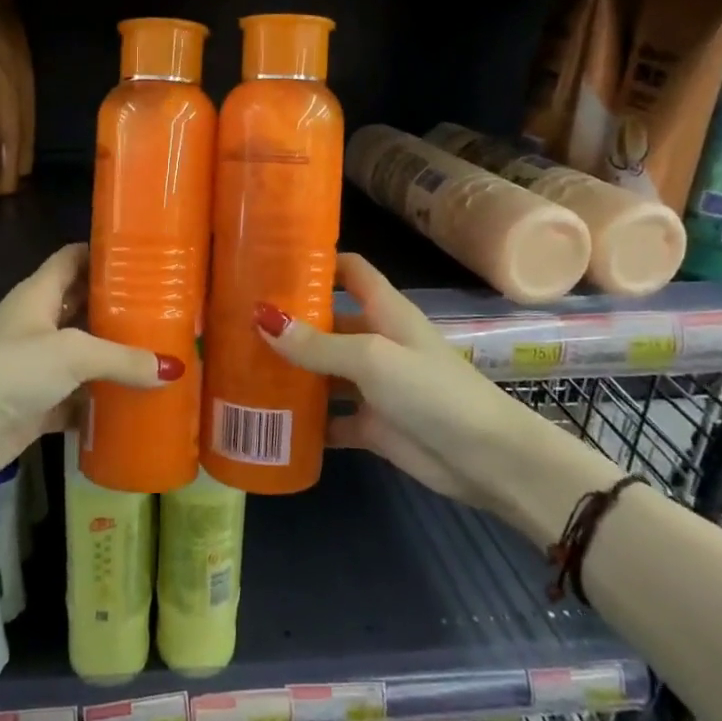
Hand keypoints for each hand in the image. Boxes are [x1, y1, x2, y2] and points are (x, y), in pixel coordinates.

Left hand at [0, 244, 181, 489]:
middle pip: (84, 307)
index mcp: (39, 295)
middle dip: (120, 308)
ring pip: (85, 356)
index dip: (103, 252)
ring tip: (163, 354)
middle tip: (169, 308)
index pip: (73, 259)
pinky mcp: (39, 405)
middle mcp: (38, 325)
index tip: (144, 254)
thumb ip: (122, 358)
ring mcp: (37, 368)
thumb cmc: (9, 371)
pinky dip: (103, 403)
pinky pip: (79, 400)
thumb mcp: (71, 354)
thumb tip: (174, 368)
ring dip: (116, 358)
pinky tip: (138, 404)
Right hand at [255, 254, 617, 541]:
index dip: (318, 261)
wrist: (486, 459)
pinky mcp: (371, 424)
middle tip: (236, 322)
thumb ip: (318, 343)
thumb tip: (261, 317)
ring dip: (291, 372)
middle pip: (328, 321)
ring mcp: (373, 385)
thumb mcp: (372, 358)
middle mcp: (376, 341)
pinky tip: (270, 420)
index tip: (272, 261)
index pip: (351, 271)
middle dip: (289, 322)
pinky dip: (306, 420)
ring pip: (323, 371)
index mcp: (385, 312)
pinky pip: (330, 417)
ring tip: (240, 368)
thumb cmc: (432, 391)